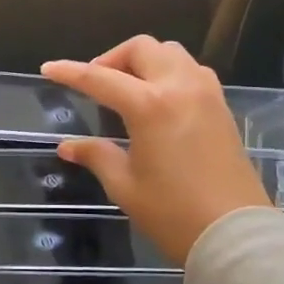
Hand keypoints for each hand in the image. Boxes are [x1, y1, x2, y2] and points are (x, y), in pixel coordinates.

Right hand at [41, 37, 274, 264]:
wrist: (235, 234)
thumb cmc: (172, 212)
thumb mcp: (124, 185)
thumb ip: (96, 155)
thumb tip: (68, 146)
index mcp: (149, 106)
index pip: (100, 78)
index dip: (70, 72)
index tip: (49, 69)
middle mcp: (180, 88)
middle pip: (142, 49)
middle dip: (112, 58)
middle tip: (95, 83)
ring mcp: (206, 95)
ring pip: (171, 53)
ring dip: (144, 61)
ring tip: (126, 88)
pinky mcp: (222, 108)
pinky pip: (192, 71)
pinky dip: (169, 72)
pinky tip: (157, 99)